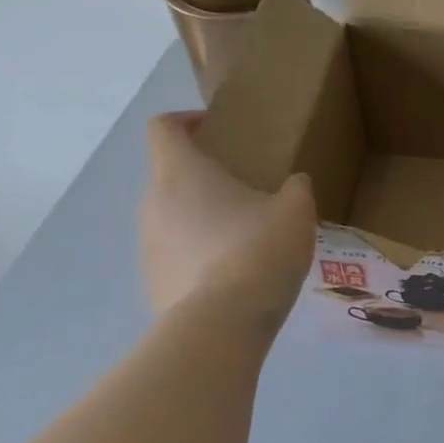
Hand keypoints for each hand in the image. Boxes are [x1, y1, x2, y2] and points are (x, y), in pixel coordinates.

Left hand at [139, 112, 316, 315]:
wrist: (224, 322)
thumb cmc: (259, 248)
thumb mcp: (296, 210)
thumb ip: (295, 188)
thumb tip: (294, 184)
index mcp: (182, 174)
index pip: (163, 128)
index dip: (185, 120)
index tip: (214, 127)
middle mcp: (153, 204)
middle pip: (171, 176)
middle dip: (205, 178)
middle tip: (247, 191)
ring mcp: (147, 246)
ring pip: (173, 218)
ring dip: (203, 218)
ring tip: (246, 237)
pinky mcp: (153, 282)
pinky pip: (176, 255)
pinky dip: (200, 255)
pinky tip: (235, 274)